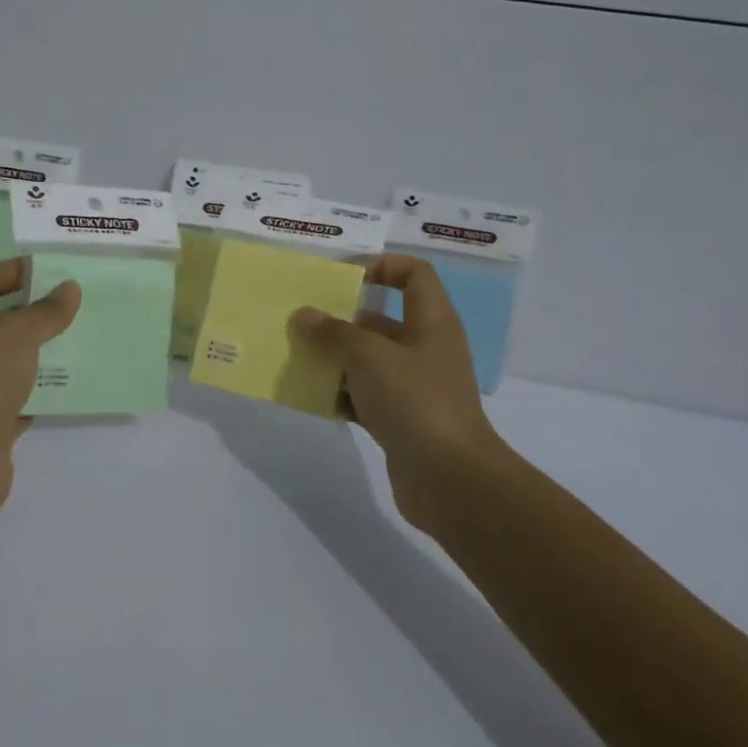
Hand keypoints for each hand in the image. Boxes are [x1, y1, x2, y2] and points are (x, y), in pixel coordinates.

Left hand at [0, 258, 80, 531]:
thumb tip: (69, 289)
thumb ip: (45, 311)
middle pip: (0, 322)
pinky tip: (78, 380)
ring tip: (85, 336)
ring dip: (46, 350)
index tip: (52, 270)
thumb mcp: (14, 335)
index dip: (13, 271)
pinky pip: (25, 397)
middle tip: (77, 302)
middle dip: (37, 311)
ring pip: (16, 361)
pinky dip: (48, 389)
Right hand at [290, 254, 509, 533]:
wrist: (450, 480)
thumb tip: (304, 315)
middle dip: (342, 319)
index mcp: (431, 322)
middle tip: (303, 320)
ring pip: (369, 360)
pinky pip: (365, 396)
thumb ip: (334, 333)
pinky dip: (341, 394)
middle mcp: (426, 348)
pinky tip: (311, 396)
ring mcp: (414, 386)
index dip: (382, 266)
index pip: (414, 274)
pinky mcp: (401, 419)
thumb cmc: (416, 401)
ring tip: (297, 356)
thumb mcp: (369, 357)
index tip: (343, 277)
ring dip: (335, 358)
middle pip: (382, 319)